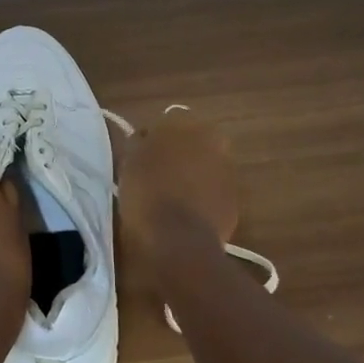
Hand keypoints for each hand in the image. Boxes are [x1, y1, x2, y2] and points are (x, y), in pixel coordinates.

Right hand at [118, 113, 240, 293]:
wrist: (177, 239)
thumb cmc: (145, 192)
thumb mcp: (128, 160)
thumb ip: (139, 142)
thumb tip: (145, 138)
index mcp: (182, 122)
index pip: (166, 122)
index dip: (153, 139)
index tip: (142, 156)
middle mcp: (211, 138)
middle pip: (191, 142)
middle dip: (178, 154)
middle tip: (157, 175)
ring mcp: (227, 169)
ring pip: (205, 165)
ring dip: (193, 175)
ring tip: (172, 197)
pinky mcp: (235, 198)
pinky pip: (214, 191)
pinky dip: (203, 197)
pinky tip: (186, 213)